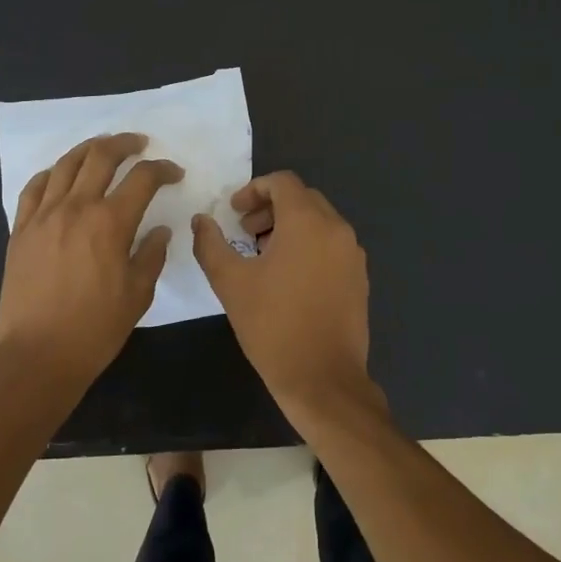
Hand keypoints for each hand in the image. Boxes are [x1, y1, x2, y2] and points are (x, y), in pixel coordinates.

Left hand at [0, 133, 180, 403]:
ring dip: (89, 149)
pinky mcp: (20, 230)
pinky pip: (35, 187)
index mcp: (110, 223)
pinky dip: (52, 172)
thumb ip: (151, 255)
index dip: (162, 169)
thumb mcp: (138, 294)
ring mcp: (43, 216)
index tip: (174, 173)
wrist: (37, 355)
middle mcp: (75, 208)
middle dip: (125, 144)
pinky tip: (61, 174)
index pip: (142, 178)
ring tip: (103, 147)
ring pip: (66, 164)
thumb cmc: (95, 329)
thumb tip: (159, 231)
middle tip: (140, 144)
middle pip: (101, 157)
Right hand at [191, 172, 386, 432]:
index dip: (253, 190)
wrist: (323, 379)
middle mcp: (337, 230)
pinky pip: (332, 245)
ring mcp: (353, 255)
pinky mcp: (359, 278)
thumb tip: (201, 221)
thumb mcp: (230, 283)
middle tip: (245, 233)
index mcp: (308, 222)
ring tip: (263, 257)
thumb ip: (210, 243)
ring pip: (319, 222)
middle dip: (271, 208)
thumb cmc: (273, 326)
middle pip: (303, 199)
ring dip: (289, 227)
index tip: (234, 213)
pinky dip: (308, 246)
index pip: (283, 182)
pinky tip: (288, 279)